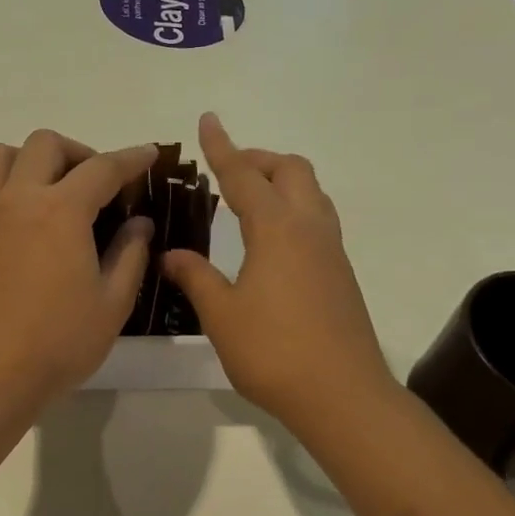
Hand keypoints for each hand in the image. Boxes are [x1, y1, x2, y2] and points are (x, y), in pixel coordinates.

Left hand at [0, 130, 158, 406]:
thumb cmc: (59, 342)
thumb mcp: (112, 302)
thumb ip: (130, 254)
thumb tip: (140, 223)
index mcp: (61, 210)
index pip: (103, 168)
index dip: (132, 159)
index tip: (149, 155)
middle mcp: (18, 198)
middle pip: (45, 144)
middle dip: (79, 152)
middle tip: (98, 184)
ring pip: (0, 155)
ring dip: (30, 160)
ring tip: (51, 189)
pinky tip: (14, 213)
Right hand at [161, 113, 398, 434]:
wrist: (343, 396)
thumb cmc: (274, 351)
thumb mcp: (221, 314)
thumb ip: (195, 277)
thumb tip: (172, 254)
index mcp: (277, 229)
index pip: (244, 176)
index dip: (222, 147)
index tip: (208, 119)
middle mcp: (310, 229)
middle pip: (292, 170)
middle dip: (259, 160)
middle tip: (228, 172)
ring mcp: (331, 251)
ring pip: (311, 193)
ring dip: (280, 182)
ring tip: (247, 201)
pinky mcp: (341, 274)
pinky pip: (317, 220)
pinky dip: (292, 210)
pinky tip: (269, 242)